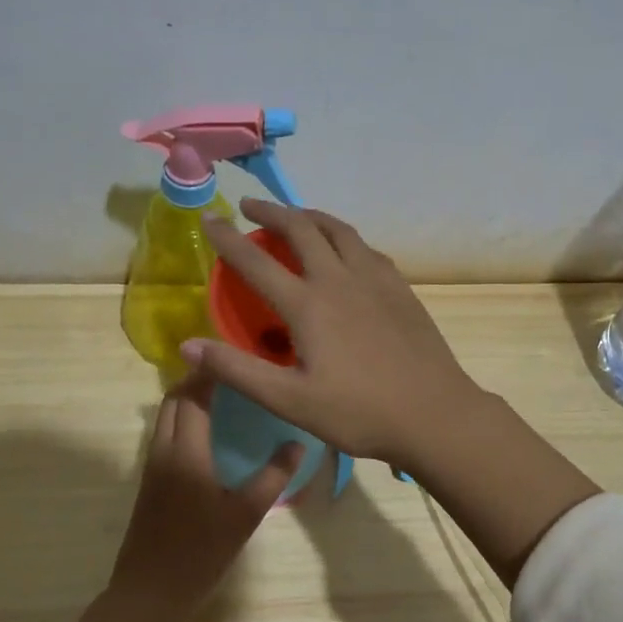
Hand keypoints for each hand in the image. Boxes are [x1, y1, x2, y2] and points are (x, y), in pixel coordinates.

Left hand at [75, 375, 300, 621]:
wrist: (148, 593)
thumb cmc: (199, 553)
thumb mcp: (244, 516)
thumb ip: (272, 477)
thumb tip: (298, 444)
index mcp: (186, 452)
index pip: (194, 395)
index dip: (211, 372)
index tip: (234, 354)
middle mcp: (163, 450)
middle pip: (173, 399)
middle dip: (197, 379)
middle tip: (232, 373)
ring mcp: (152, 466)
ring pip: (165, 417)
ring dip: (187, 399)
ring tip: (223, 396)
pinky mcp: (149, 482)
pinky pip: (164, 434)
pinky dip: (182, 419)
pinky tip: (208, 433)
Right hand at [182, 199, 485, 471]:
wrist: (435, 414)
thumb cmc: (358, 412)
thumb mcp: (289, 400)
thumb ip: (237, 370)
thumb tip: (188, 344)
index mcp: (308, 305)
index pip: (256, 262)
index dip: (228, 239)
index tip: (209, 219)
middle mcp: (339, 280)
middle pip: (302, 229)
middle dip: (273, 212)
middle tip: (251, 207)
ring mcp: (375, 280)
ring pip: (339, 230)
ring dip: (311, 216)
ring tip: (296, 216)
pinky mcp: (400, 289)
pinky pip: (366, 249)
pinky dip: (344, 238)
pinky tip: (345, 251)